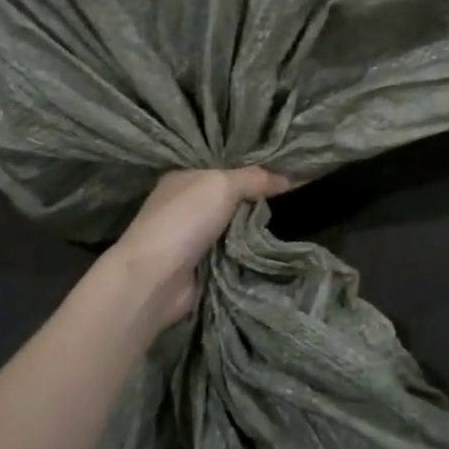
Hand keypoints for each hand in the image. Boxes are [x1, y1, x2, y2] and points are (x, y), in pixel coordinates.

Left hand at [112, 168, 289, 328]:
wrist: (156, 277)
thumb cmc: (185, 220)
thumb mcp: (223, 185)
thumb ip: (255, 178)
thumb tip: (289, 179)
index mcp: (183, 179)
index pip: (222, 170)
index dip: (251, 173)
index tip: (284, 177)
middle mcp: (184, 206)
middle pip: (229, 201)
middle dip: (256, 204)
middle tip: (292, 204)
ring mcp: (189, 239)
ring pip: (232, 230)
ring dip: (254, 233)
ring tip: (291, 228)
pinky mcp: (197, 268)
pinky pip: (231, 256)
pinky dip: (247, 256)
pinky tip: (272, 252)